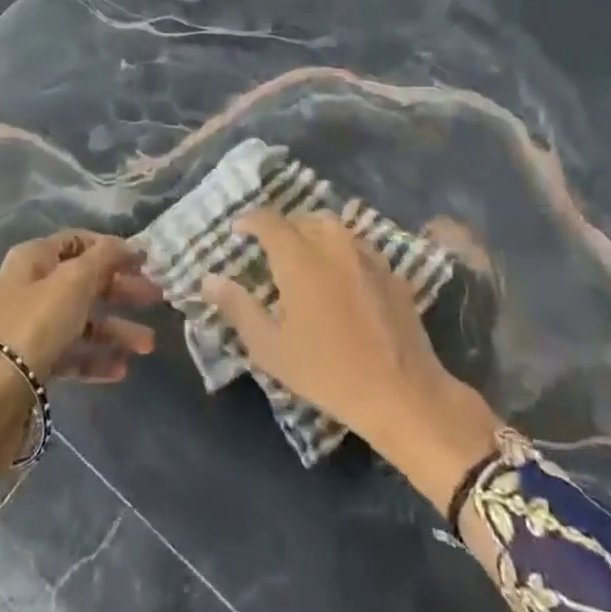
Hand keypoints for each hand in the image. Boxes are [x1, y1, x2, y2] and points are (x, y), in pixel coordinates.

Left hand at [0, 230, 161, 382]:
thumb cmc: (35, 324)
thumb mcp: (74, 281)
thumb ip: (104, 258)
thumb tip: (125, 245)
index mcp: (34, 259)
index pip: (77, 241)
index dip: (110, 248)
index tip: (142, 260)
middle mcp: (30, 288)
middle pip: (83, 282)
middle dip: (121, 290)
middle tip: (156, 298)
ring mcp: (30, 328)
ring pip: (82, 321)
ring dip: (116, 330)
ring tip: (147, 346)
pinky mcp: (33, 365)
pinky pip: (71, 354)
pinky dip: (96, 358)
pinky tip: (121, 370)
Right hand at [199, 210, 501, 507]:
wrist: (402, 392)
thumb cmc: (328, 372)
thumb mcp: (271, 348)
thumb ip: (238, 307)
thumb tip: (208, 279)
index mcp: (300, 257)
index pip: (268, 221)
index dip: (249, 221)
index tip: (237, 230)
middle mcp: (332, 242)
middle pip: (301, 219)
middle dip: (280, 228)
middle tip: (267, 249)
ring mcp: (365, 253)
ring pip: (332, 227)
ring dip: (311, 233)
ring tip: (302, 257)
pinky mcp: (390, 269)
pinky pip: (356, 244)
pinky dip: (339, 248)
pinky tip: (338, 274)